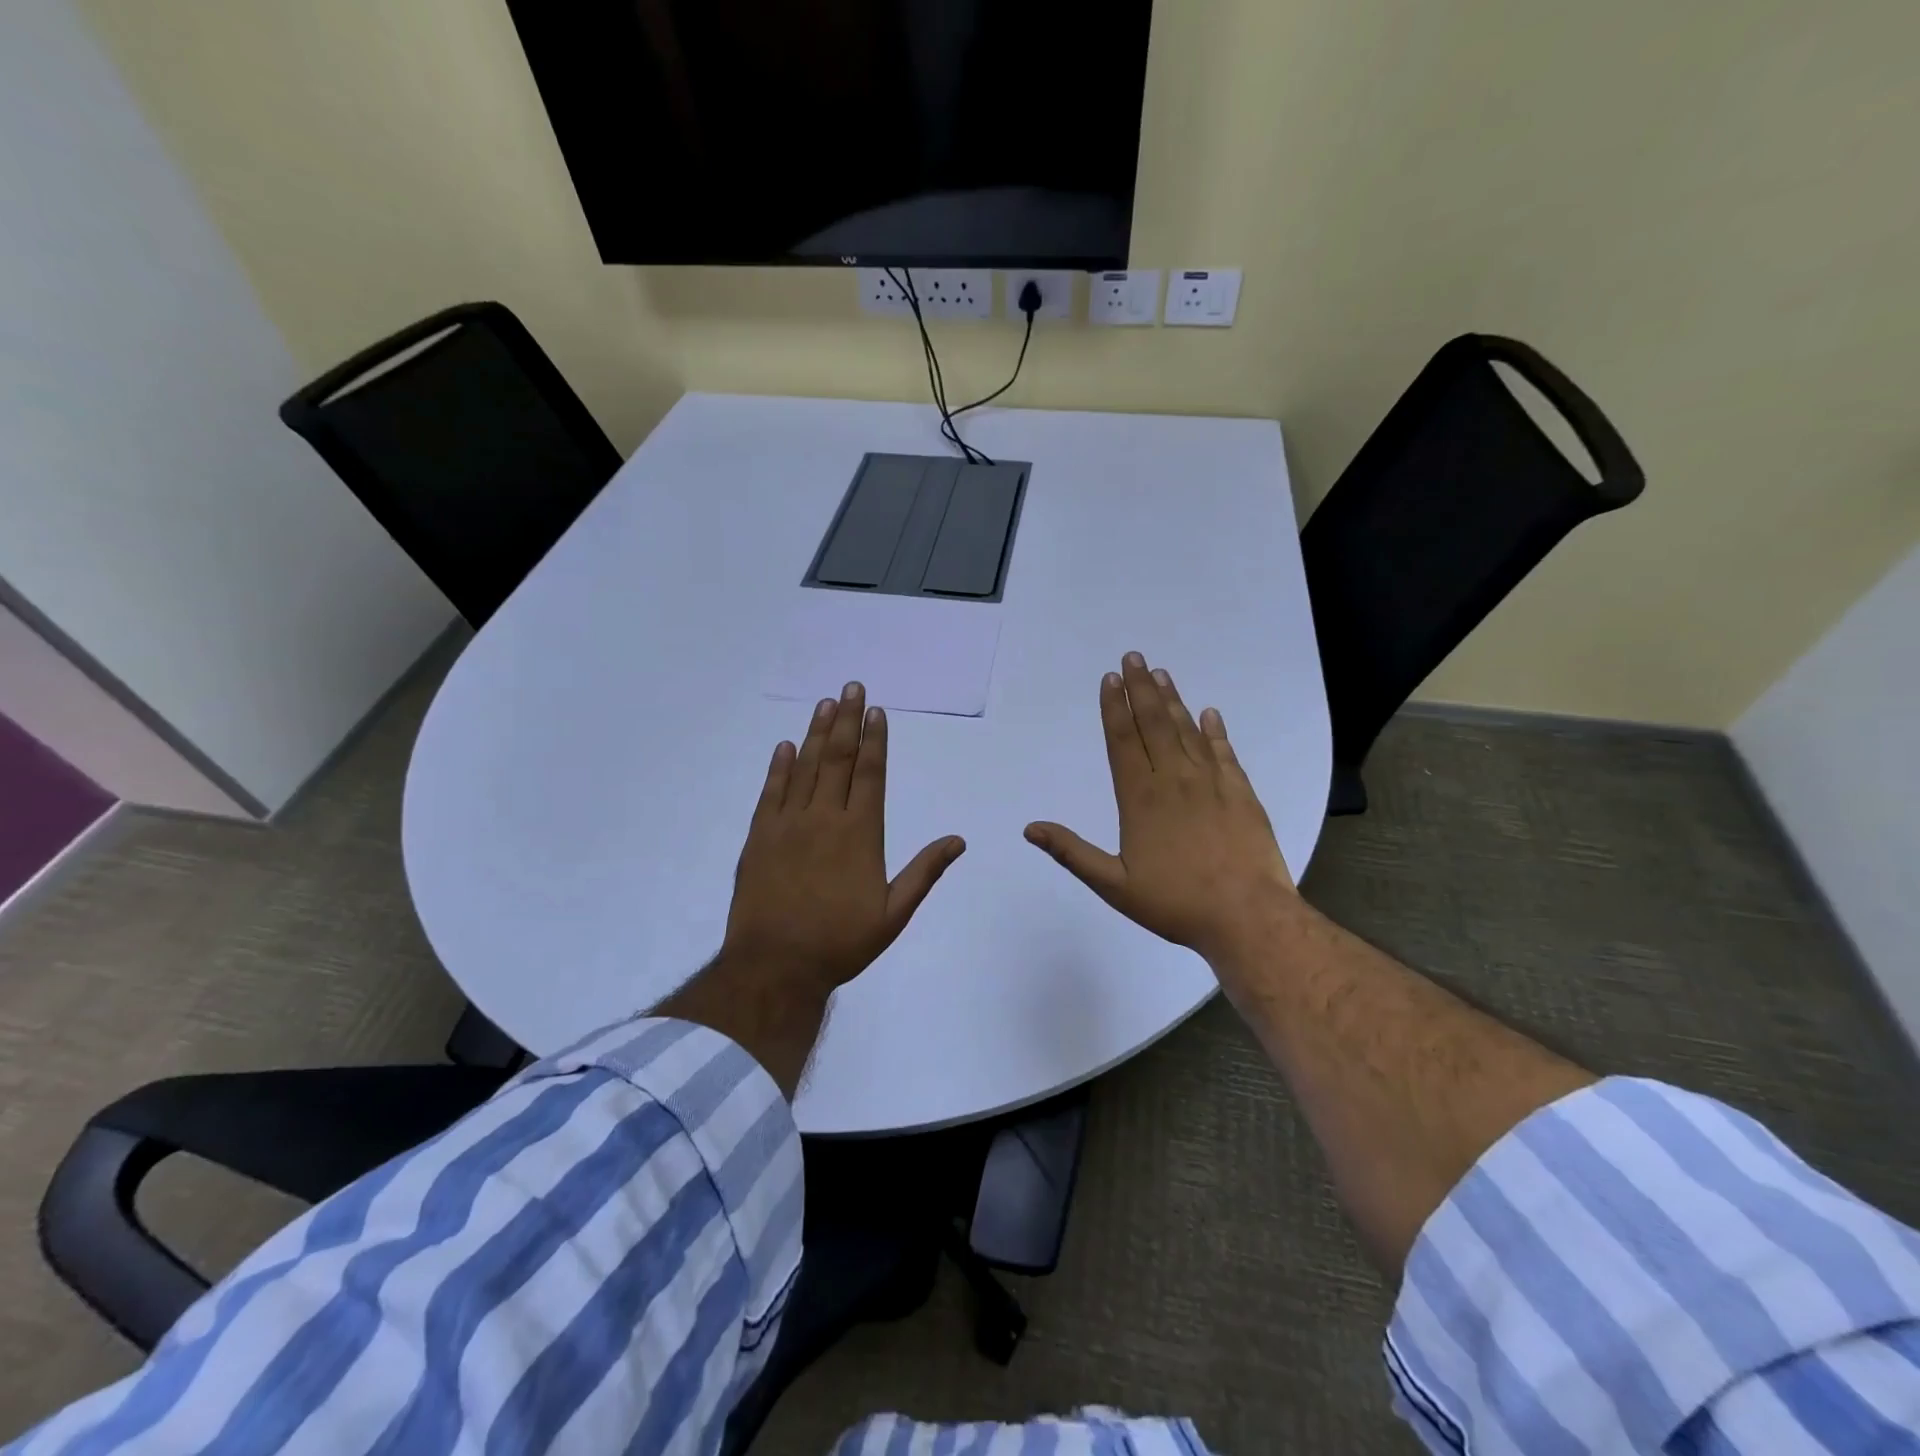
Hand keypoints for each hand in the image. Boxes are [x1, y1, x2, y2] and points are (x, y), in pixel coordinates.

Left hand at [723, 680, 964, 994]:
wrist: (775, 966)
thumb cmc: (841, 942)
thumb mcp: (893, 914)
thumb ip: (924, 873)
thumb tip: (958, 840)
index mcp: (860, 833)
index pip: (870, 774)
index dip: (875, 739)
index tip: (877, 711)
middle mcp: (824, 818)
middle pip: (839, 759)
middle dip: (848, 720)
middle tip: (852, 687)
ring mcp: (787, 824)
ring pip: (805, 767)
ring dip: (817, 733)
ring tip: (826, 704)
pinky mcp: (758, 836)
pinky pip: (770, 792)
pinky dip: (779, 767)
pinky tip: (785, 746)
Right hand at [1025, 652, 1295, 969]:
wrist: (1247, 917)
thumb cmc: (1175, 903)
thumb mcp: (1114, 885)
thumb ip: (1072, 853)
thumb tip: (1030, 828)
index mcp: (1141, 798)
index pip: (1123, 741)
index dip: (1114, 708)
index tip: (1110, 679)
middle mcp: (1175, 780)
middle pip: (1154, 724)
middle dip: (1141, 689)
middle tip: (1134, 657)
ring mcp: (1212, 783)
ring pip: (1187, 731)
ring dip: (1173, 701)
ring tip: (1161, 674)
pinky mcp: (1242, 794)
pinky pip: (1224, 752)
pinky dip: (1215, 731)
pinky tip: (1210, 714)